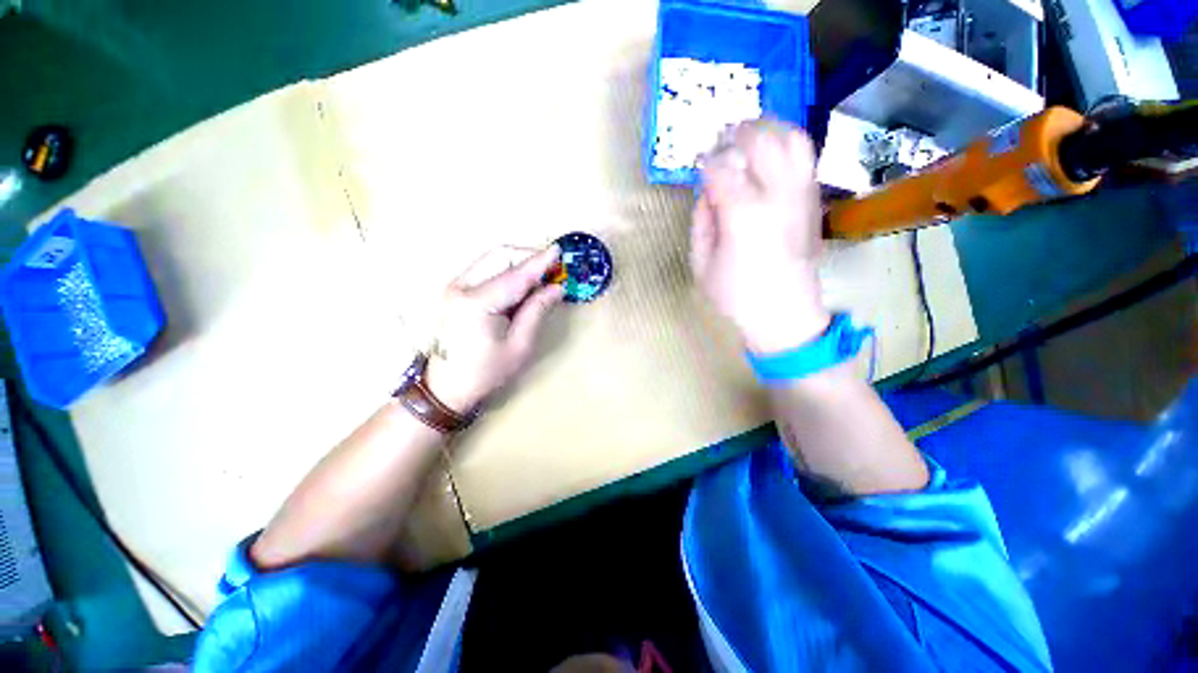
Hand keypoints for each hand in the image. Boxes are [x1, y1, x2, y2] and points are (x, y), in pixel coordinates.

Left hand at [424, 245, 564, 412]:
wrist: (446, 386)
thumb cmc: (486, 372)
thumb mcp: (520, 346)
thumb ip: (537, 311)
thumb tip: (556, 288)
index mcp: (477, 303)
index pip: (516, 275)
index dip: (540, 262)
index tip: (559, 251)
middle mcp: (462, 287)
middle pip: (500, 256)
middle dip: (528, 257)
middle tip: (552, 269)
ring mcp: (456, 286)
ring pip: (492, 259)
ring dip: (518, 263)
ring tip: (540, 279)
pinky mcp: (457, 290)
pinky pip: (486, 270)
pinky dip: (507, 271)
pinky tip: (521, 286)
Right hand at [690, 120, 830, 353]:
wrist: (785, 317)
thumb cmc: (736, 297)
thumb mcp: (701, 265)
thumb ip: (701, 222)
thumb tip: (707, 192)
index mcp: (743, 215)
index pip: (721, 168)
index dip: (706, 161)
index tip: (697, 166)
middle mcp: (777, 196)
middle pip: (761, 140)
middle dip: (737, 134)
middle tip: (721, 141)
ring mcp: (801, 195)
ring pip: (792, 138)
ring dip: (768, 129)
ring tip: (748, 138)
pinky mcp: (813, 202)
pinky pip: (805, 158)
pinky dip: (787, 145)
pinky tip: (769, 156)